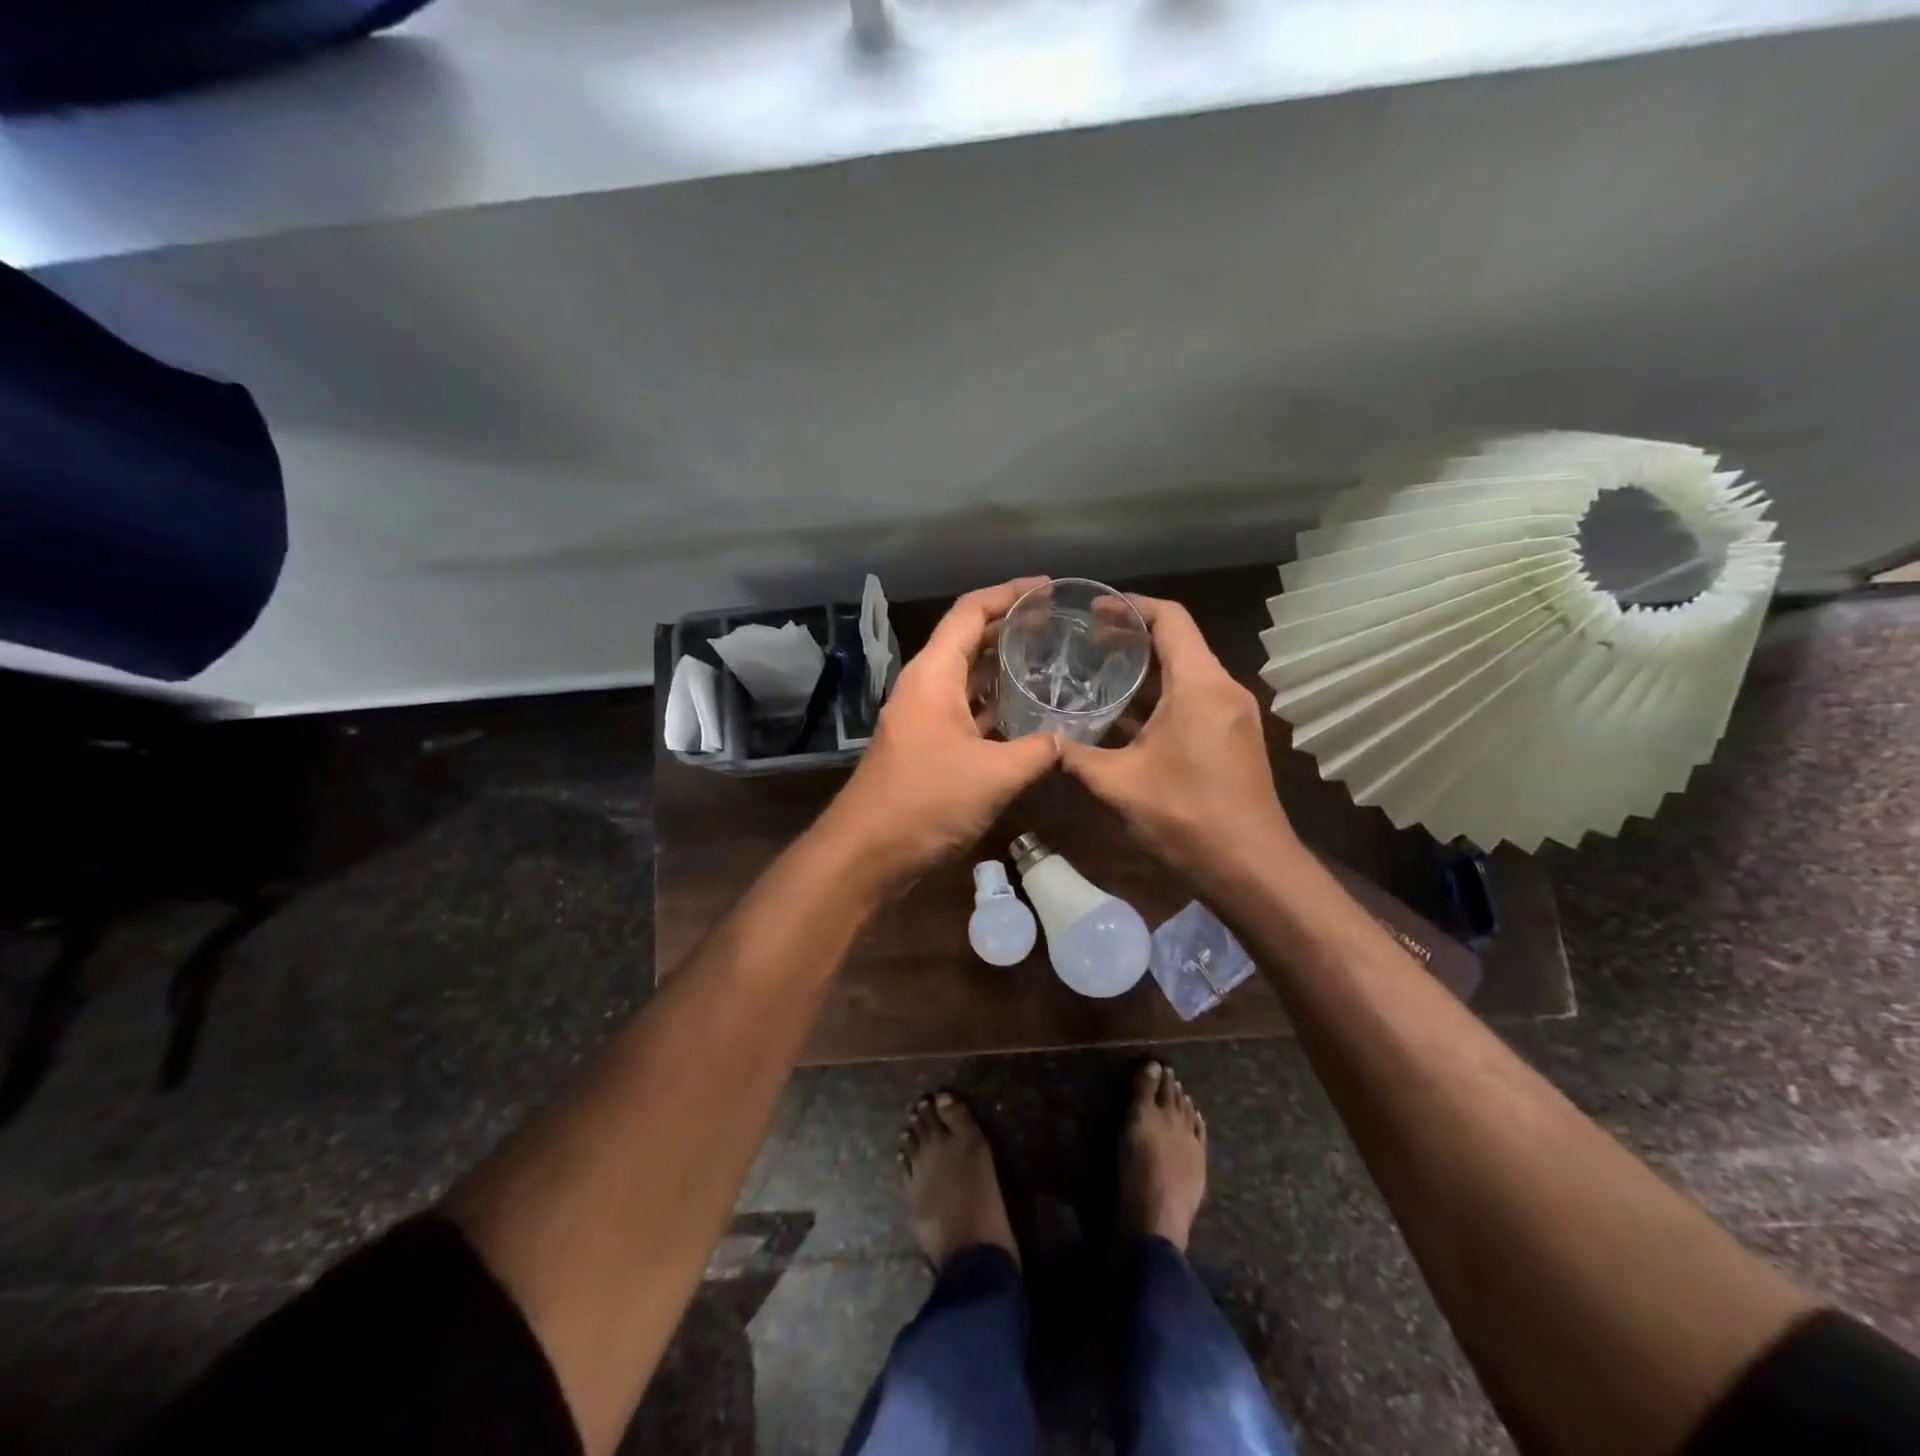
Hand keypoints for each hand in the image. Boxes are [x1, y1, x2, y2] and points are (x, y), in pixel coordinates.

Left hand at [818, 579, 1060, 890]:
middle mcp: (924, 687)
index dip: (1009, 593)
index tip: (1048, 588)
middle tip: (1056, 625)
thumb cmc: (926, 802)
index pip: (969, 612)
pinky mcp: (925, 747)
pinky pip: (964, 711)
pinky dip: (992, 706)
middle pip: (967, 640)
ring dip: (1001, 668)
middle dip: (1008, 628)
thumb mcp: (994, 775)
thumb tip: (1064, 741)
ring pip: (966, 679)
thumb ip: (1037, 751)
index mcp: (933, 675)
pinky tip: (1024, 716)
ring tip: (1048, 662)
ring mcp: (922, 718)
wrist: (867, 854)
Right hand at [1060, 595, 1299, 892]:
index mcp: (1200, 685)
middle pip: (1179, 642)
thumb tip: (1039, 745)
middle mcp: (1223, 689)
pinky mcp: (1234, 738)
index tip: (1092, 609)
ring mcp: (1233, 715)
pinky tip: (1124, 718)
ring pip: (1186, 674)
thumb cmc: (1186, 817)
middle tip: (1083, 643)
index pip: (1169, 618)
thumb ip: (1074, 758)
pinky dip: (1160, 699)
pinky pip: (1194, 700)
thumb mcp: (1118, 785)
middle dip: (1132, 638)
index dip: (1130, 606)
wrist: (1251, 869)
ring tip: (1096, 675)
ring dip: (1145, 672)